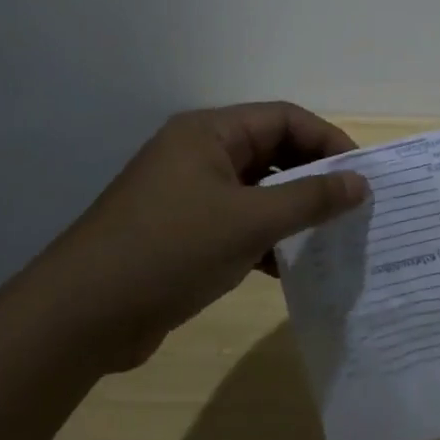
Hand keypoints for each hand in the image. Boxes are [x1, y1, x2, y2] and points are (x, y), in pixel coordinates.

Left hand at [27, 103, 369, 372]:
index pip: (284, 119)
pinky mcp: (181, 233)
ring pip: (256, 190)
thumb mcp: (250, 222)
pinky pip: (237, 222)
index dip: (328, 140)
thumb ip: (311, 199)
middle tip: (350, 207)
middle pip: (272, 152)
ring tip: (327, 236)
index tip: (360, 174)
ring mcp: (186, 195)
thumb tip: (361, 183)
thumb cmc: (170, 251)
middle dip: (312, 177)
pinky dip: (264, 238)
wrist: (77, 320)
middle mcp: (198, 155)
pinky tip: (284, 266)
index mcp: (209, 134)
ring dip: (291, 211)